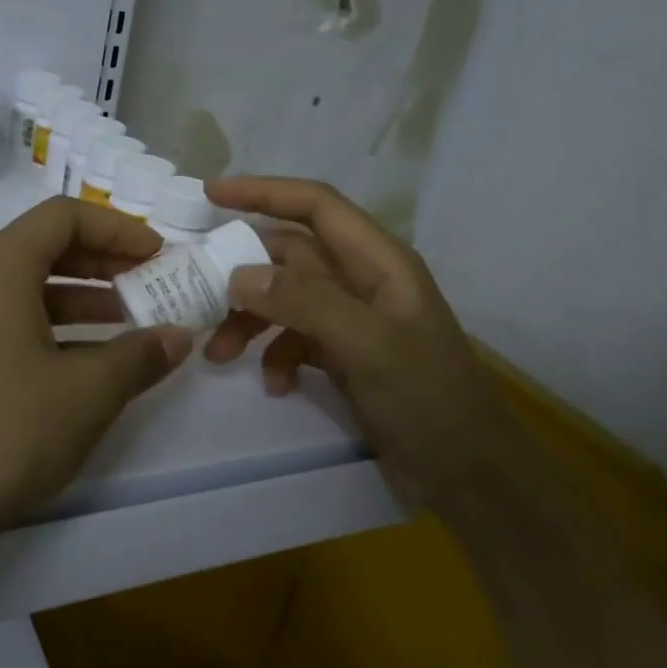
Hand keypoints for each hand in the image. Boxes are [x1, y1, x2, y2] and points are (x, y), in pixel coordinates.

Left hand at [0, 197, 193, 542]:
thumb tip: (178, 337)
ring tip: (130, 326)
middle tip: (150, 285)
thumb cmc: (7, 430)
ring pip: (25, 292)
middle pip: (43, 249)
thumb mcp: (88, 391)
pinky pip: (6, 326)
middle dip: (103, 264)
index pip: (63, 216)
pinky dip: (51, 332)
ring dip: (81, 301)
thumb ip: (140, 355)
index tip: (158, 255)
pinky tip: (86, 366)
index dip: (118, 229)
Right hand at [203, 176, 526, 511]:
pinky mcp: (345, 358)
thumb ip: (305, 302)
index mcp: (379, 262)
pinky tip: (275, 385)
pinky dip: (276, 357)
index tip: (211, 194)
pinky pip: (295, 341)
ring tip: (218, 354)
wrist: (470, 475)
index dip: (264, 192)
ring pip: (285, 300)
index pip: (316, 206)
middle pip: (290, 255)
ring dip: (249, 321)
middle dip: (243, 272)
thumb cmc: (429, 399)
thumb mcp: (369, 345)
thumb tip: (238, 275)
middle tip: (196, 293)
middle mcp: (363, 282)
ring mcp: (353, 321)